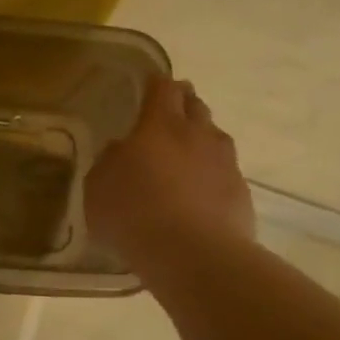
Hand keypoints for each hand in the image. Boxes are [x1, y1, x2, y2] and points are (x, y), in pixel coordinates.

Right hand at [85, 75, 255, 272]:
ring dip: (200, 141)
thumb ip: (110, 160)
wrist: (192, 254)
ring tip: (184, 158)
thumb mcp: (98, 186)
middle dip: (182, 104)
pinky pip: (224, 173)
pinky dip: (211, 177)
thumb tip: (122, 150)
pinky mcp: (241, 193)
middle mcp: (198, 135)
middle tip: (168, 115)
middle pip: (195, 105)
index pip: (162, 88)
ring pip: (214, 138)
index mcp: (160, 125)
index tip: (149, 86)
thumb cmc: (134, 213)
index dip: (156, 84)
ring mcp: (225, 163)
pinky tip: (198, 196)